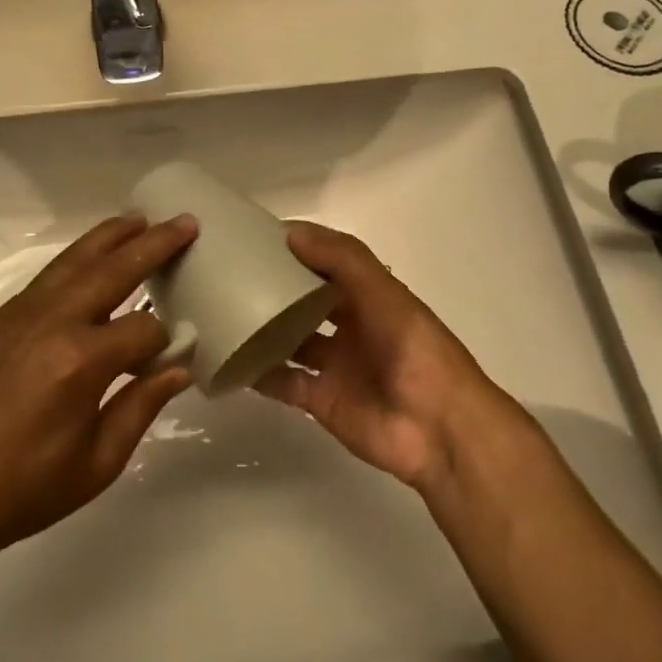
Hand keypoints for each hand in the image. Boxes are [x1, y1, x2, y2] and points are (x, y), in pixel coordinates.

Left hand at [0, 213, 198, 559]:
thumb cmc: (24, 488)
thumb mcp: (97, 462)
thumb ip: (142, 406)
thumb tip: (179, 368)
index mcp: (82, 360)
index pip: (145, 329)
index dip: (167, 340)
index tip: (176, 353)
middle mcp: (52, 322)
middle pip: (113, 269)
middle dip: (154, 244)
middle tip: (184, 223)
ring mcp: (17, 315)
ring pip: (73, 261)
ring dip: (110, 238)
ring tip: (138, 219)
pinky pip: (44, 281)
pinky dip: (74, 264)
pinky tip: (87, 264)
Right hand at [254, 221, 528, 491]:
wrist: (439, 428)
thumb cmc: (415, 350)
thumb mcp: (384, 294)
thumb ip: (342, 261)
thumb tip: (290, 233)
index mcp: (368, 296)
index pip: (326, 264)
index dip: (297, 250)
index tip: (255, 238)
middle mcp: (349, 326)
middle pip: (304, 302)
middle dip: (274, 288)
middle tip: (229, 275)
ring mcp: (334, 364)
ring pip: (291, 341)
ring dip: (263, 330)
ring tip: (222, 313)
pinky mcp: (322, 400)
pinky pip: (284, 383)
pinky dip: (259, 375)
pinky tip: (231, 361)